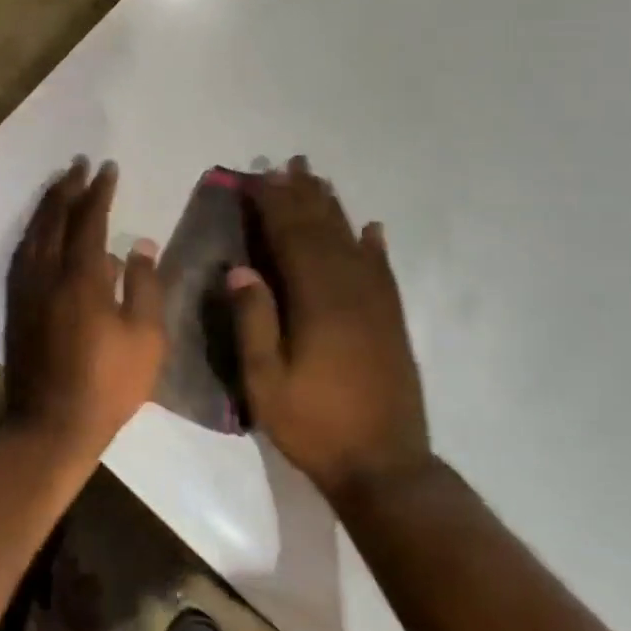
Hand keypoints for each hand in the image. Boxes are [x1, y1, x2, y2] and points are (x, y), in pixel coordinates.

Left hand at [5, 159, 166, 457]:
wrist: (51, 424)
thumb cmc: (108, 383)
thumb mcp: (145, 338)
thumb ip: (144, 285)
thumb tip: (139, 244)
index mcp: (82, 277)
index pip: (89, 220)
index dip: (99, 192)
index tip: (107, 168)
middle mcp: (48, 273)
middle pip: (55, 218)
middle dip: (68, 188)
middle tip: (79, 164)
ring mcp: (27, 289)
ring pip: (33, 233)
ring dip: (47, 205)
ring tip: (59, 185)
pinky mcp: (16, 305)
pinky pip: (22, 253)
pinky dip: (32, 231)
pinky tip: (38, 230)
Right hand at [228, 158, 431, 498]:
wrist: (385, 467)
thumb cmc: (315, 425)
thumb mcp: (266, 382)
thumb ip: (253, 323)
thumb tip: (239, 269)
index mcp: (317, 303)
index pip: (291, 239)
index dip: (273, 206)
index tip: (258, 178)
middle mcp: (350, 293)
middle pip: (324, 231)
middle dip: (304, 195)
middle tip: (290, 163)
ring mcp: (376, 306)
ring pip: (352, 243)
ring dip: (334, 209)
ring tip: (319, 180)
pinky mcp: (391, 322)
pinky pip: (382, 272)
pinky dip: (374, 246)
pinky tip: (371, 229)